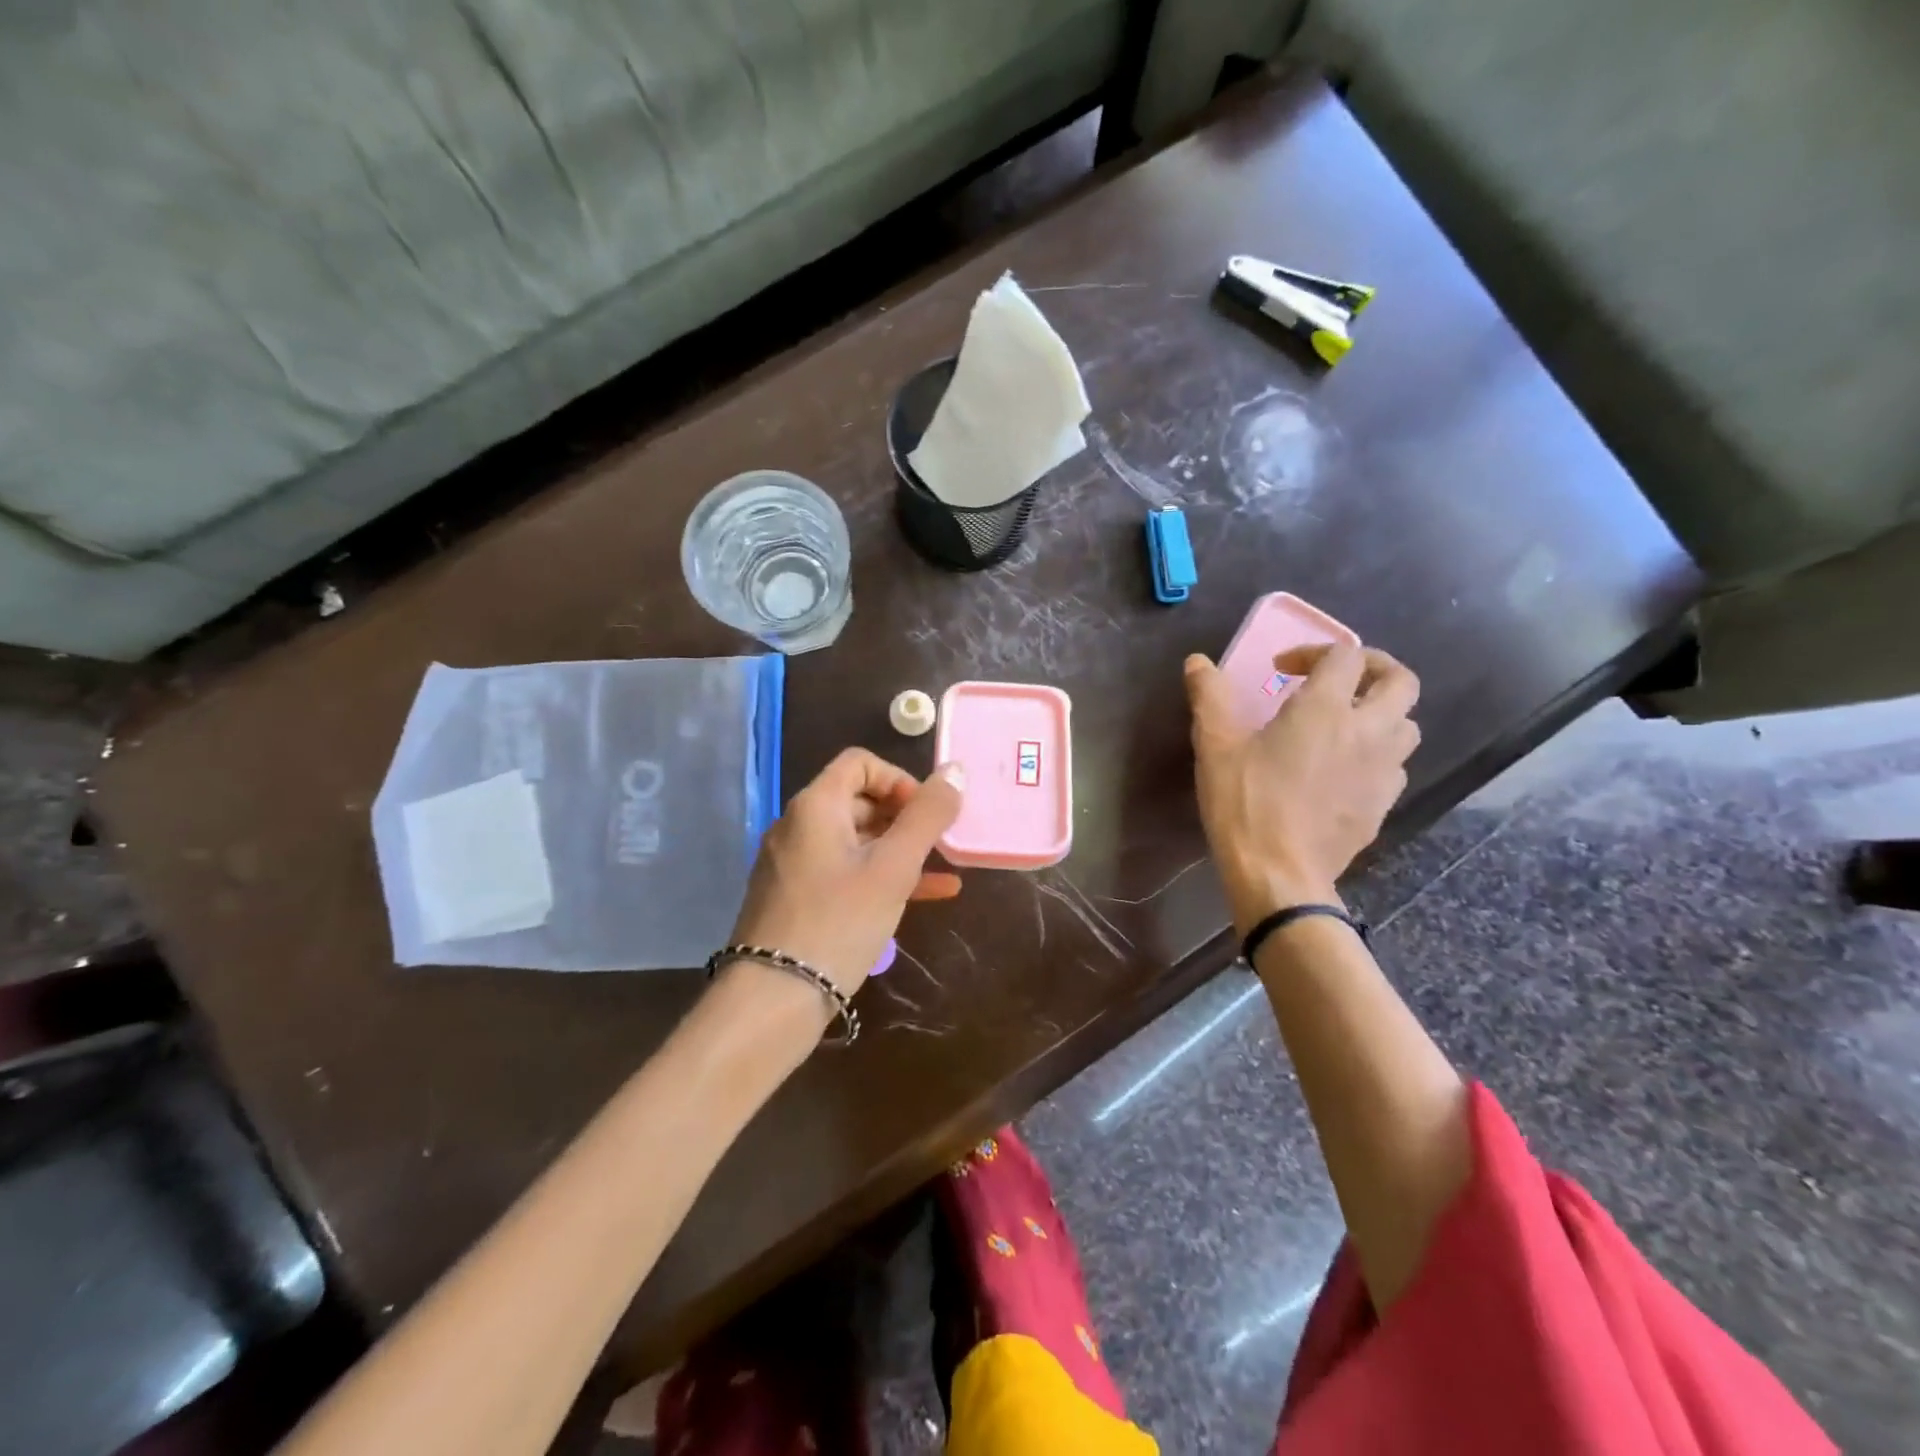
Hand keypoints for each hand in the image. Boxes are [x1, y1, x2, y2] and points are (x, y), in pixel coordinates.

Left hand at [725, 750, 964, 1007]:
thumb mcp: (894, 867)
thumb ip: (927, 816)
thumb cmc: (839, 922)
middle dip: (905, 818)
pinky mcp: (796, 898)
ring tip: (943, 871)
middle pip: (859, 800)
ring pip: (856, 841)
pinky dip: (881, 877)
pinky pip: (845, 873)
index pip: (860, 763)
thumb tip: (954, 770)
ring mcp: (794, 864)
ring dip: (900, 850)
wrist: (773, 1000)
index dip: (900, 779)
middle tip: (939, 846)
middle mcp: (798, 826)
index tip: (926, 814)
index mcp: (815, 806)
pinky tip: (927, 896)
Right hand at [1185, 643, 1419, 934]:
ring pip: (1407, 725)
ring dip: (1381, 714)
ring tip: (1344, 725)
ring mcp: (1383, 770)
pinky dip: (1377, 755)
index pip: (1346, 655)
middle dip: (1373, 670)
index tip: (1282, 670)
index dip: (1315, 651)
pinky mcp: (1384, 804)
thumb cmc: (1244, 803)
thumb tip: (1197, 662)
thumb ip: (1210, 696)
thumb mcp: (1215, 746)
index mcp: (1325, 709)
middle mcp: (1367, 731)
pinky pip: (1395, 766)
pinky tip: (1344, 770)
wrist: (1279, 874)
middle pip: (1400, 681)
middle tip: (1336, 682)